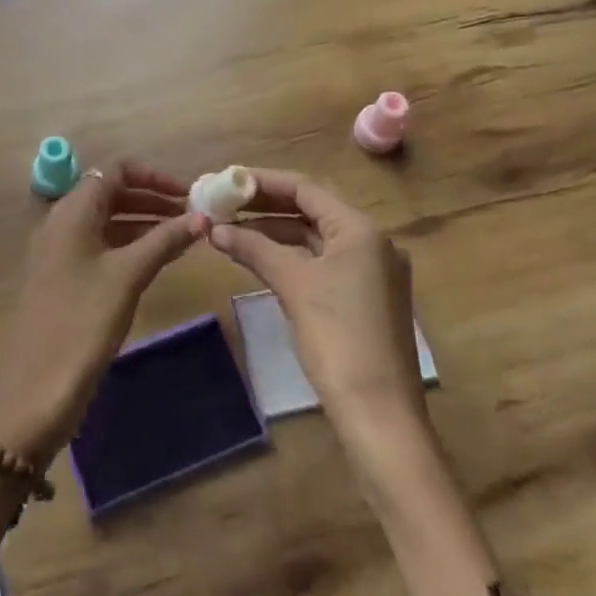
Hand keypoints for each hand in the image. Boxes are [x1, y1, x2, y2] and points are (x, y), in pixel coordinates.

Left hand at [0, 163, 204, 465]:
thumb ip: (164, 240)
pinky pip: (99, 247)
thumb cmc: (83, 322)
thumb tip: (202, 217)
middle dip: (152, 199)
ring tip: (183, 238)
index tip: (188, 195)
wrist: (34, 390)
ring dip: (143, 223)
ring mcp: (58, 251)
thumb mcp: (128, 276)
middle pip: (111, 194)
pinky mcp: (60, 278)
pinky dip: (128, 245)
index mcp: (72, 211)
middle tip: (192, 218)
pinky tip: (155, 261)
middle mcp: (61, 222)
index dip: (154, 177)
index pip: (115, 171)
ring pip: (106, 222)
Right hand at [208, 168, 428, 438]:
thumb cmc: (338, 339)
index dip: (263, 182)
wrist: (380, 416)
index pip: (305, 189)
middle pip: (312, 211)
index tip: (227, 180)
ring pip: (316, 239)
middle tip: (224, 203)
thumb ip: (254, 249)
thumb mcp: (293, 286)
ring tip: (233, 230)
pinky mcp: (367, 299)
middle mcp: (373, 243)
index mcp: (361, 230)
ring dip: (276, 232)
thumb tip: (215, 229)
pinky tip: (261, 259)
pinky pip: (324, 263)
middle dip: (266, 207)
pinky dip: (292, 257)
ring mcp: (373, 272)